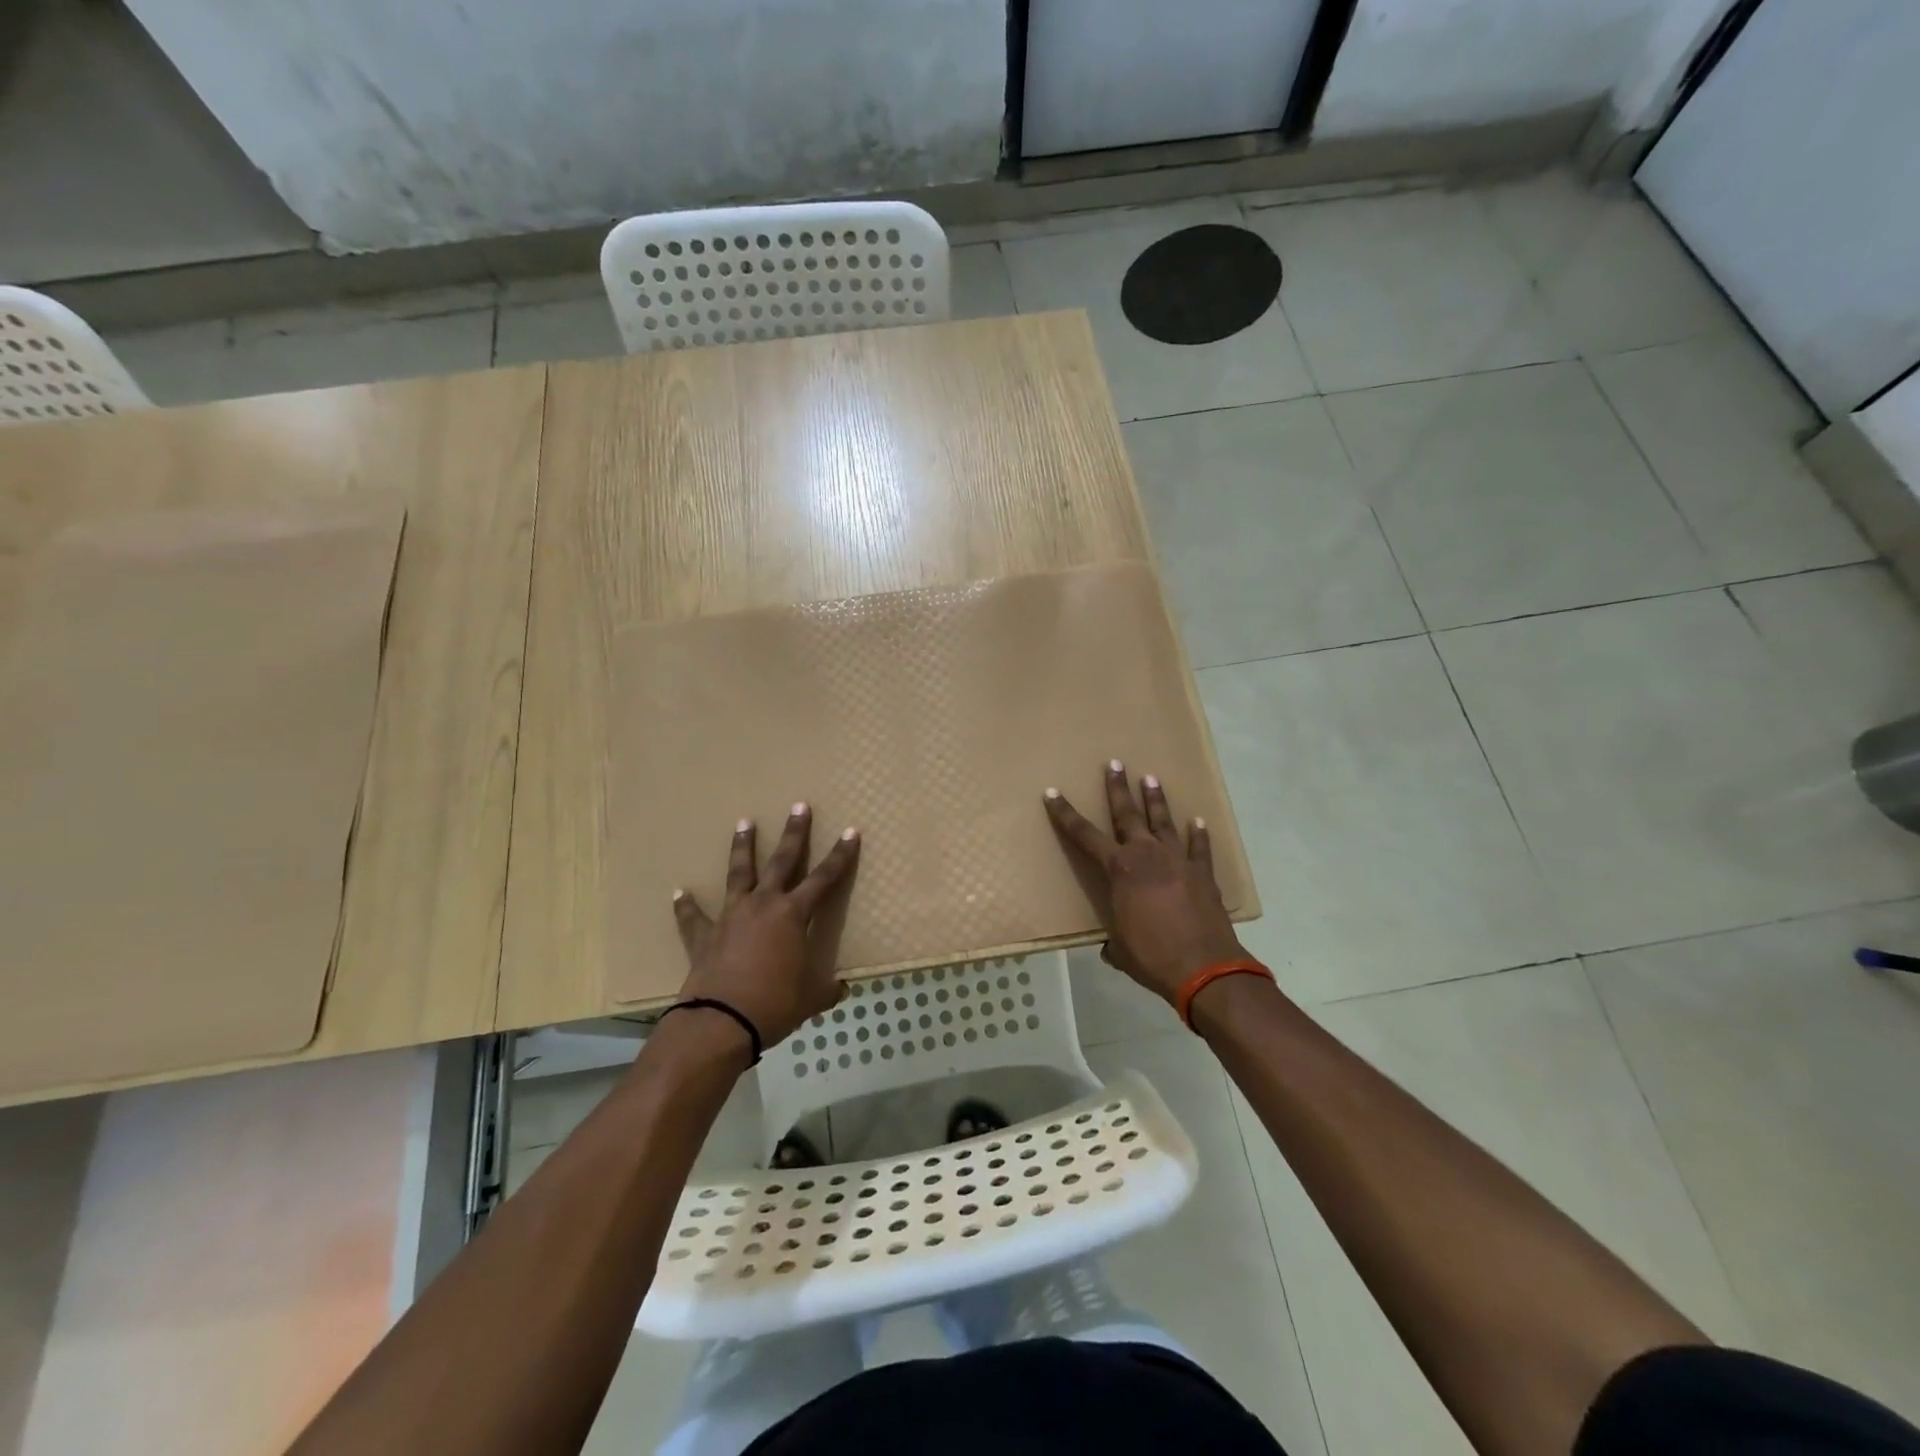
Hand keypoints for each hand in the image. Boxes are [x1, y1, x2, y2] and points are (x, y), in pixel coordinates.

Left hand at [671, 804, 861, 1049]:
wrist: (721, 1021)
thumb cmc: (775, 1004)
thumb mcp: (810, 998)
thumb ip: (826, 989)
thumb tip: (841, 989)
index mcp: (794, 915)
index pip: (824, 878)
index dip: (840, 856)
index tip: (851, 832)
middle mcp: (763, 905)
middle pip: (782, 861)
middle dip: (794, 833)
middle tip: (799, 806)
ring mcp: (731, 916)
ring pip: (739, 874)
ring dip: (743, 848)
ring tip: (744, 823)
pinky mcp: (704, 935)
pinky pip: (693, 917)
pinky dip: (687, 906)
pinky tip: (680, 892)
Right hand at [1044, 761, 1246, 1005]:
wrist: (1204, 968)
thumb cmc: (1152, 957)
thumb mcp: (1122, 949)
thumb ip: (1114, 941)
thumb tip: (1112, 947)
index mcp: (1119, 869)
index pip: (1084, 835)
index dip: (1065, 814)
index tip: (1052, 793)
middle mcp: (1147, 855)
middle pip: (1128, 814)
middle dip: (1118, 788)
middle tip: (1114, 764)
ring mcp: (1178, 860)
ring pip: (1164, 821)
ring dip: (1156, 799)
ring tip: (1150, 778)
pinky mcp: (1203, 873)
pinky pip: (1200, 847)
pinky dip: (1199, 834)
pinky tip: (1199, 821)